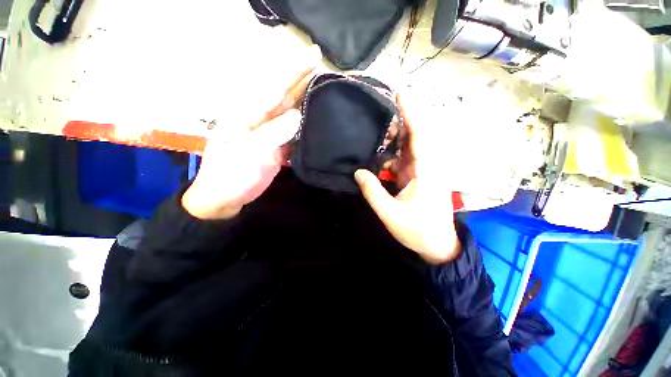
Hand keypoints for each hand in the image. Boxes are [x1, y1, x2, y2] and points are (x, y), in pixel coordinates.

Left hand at [182, 51, 320, 219]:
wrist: (226, 197)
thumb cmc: (230, 175)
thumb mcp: (247, 153)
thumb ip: (271, 133)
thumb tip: (296, 115)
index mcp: (248, 114)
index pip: (274, 87)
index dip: (293, 71)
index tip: (313, 57)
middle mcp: (262, 119)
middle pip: (285, 95)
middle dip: (303, 80)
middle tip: (325, 68)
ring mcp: (272, 134)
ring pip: (292, 112)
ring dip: (307, 100)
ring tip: (326, 89)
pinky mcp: (280, 147)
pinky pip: (296, 132)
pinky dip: (306, 124)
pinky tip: (317, 118)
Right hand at [354, 96, 460, 263]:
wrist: (437, 245)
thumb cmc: (417, 230)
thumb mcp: (390, 213)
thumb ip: (372, 191)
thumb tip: (358, 172)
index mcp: (426, 171)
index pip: (420, 135)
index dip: (411, 113)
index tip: (400, 94)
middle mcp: (428, 165)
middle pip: (416, 136)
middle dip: (399, 122)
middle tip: (378, 114)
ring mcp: (424, 170)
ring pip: (410, 146)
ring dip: (395, 138)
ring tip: (377, 132)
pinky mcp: (419, 176)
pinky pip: (405, 158)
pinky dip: (392, 153)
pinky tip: (380, 154)